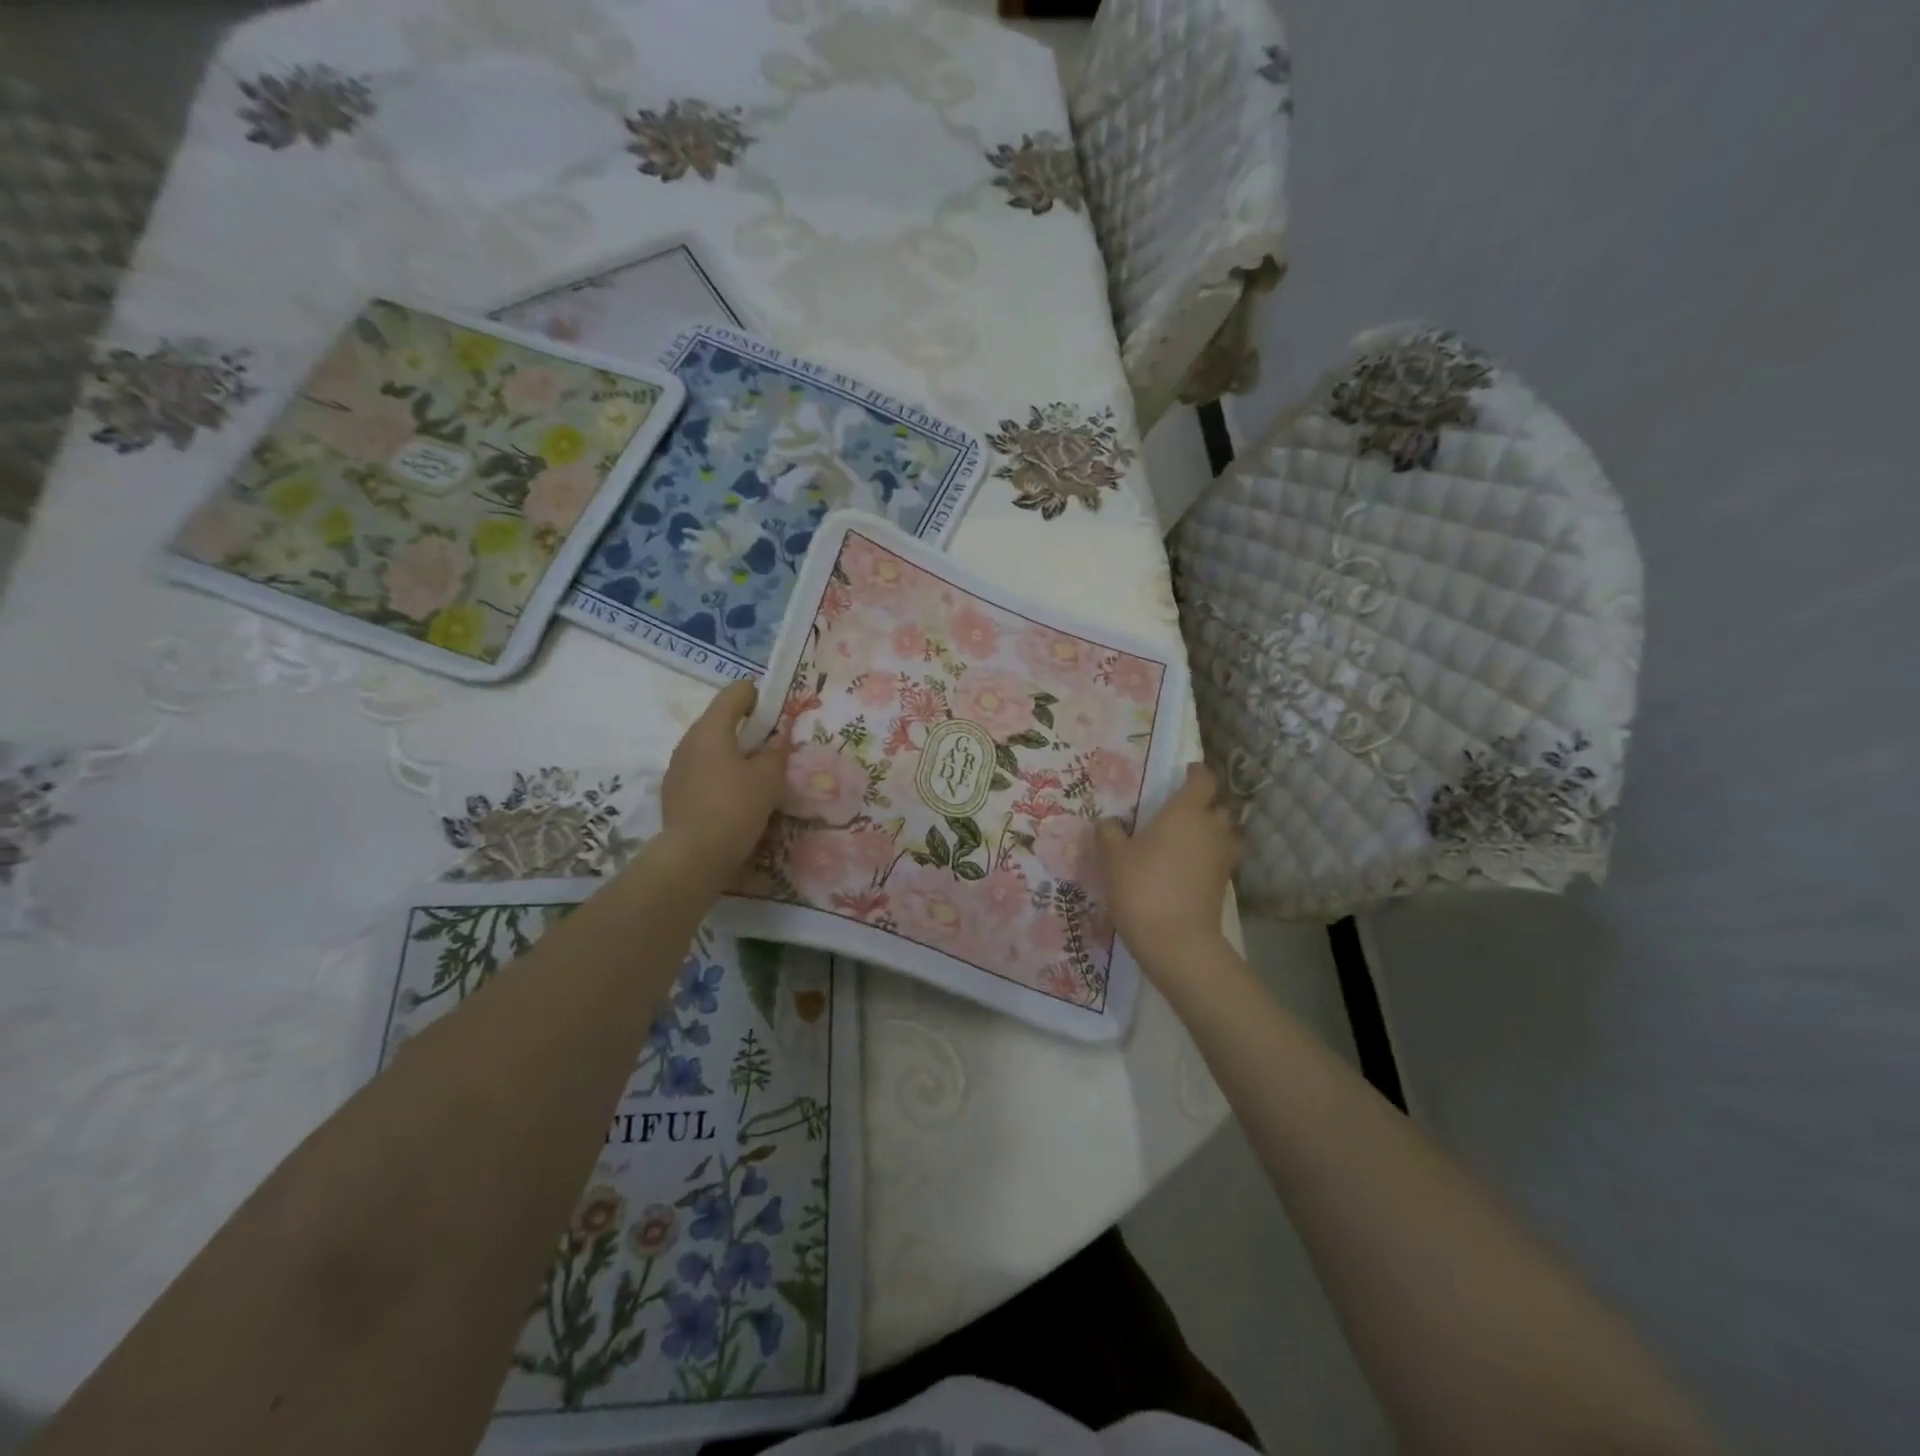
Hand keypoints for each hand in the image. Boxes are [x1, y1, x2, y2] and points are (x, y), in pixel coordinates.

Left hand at [659, 681, 791, 879]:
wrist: (693, 857)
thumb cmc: (735, 807)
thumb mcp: (769, 777)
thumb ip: (776, 751)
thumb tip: (778, 738)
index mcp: (711, 728)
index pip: (737, 691)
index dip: (761, 696)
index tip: (780, 716)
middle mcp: (689, 740)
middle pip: (722, 719)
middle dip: (750, 728)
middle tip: (775, 749)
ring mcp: (677, 766)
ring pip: (712, 747)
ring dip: (735, 753)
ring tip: (757, 777)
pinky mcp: (674, 791)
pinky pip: (703, 770)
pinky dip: (721, 774)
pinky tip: (736, 798)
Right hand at [1097, 762, 1239, 972]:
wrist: (1176, 941)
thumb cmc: (1142, 887)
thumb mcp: (1113, 857)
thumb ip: (1109, 833)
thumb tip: (1108, 822)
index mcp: (1186, 811)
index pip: (1202, 779)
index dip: (1195, 772)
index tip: (1183, 772)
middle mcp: (1211, 828)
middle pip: (1219, 805)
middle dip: (1204, 803)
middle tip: (1178, 809)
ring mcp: (1223, 857)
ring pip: (1224, 833)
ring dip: (1211, 830)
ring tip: (1185, 838)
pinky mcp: (1225, 882)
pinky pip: (1220, 857)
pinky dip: (1208, 855)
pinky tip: (1186, 865)